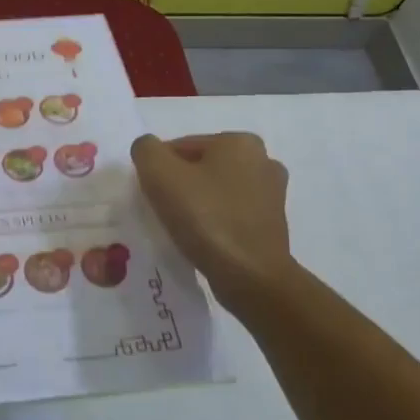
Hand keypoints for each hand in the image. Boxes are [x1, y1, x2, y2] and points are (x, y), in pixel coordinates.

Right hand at [130, 132, 296, 304]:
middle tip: (164, 211)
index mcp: (239, 142)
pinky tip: (203, 239)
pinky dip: (215, 221)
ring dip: (197, 203)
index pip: (181, 147)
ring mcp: (272, 193)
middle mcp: (263, 160)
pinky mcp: (273, 223)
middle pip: (200, 167)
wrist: (251, 277)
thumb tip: (149, 151)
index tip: (152, 196)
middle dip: (179, 185)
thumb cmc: (206, 219)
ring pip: (215, 190)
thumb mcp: (160, 174)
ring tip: (183, 228)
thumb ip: (146, 150)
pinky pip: (231, 212)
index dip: (159, 170)